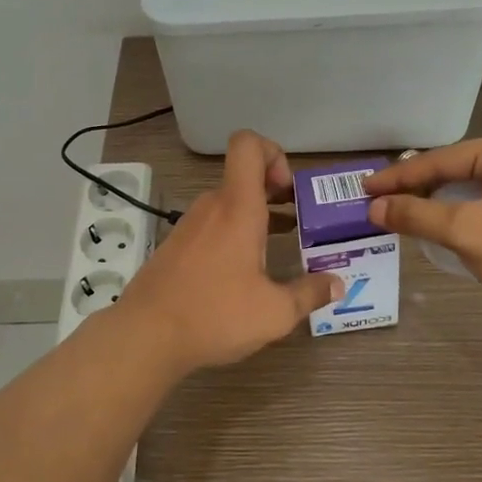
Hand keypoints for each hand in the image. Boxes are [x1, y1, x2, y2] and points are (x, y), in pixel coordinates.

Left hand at [115, 130, 341, 372]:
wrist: (144, 336)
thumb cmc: (214, 315)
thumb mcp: (274, 312)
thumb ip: (309, 294)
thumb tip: (337, 283)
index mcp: (238, 208)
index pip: (247, 145)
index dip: (273, 152)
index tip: (288, 191)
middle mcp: (212, 207)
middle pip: (243, 176)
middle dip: (275, 191)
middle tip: (299, 221)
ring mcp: (190, 225)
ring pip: (229, 203)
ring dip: (256, 216)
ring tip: (280, 247)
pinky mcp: (177, 246)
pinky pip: (213, 225)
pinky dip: (234, 235)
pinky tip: (245, 272)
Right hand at [364, 132, 481, 323]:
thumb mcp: (466, 231)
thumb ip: (417, 214)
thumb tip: (375, 208)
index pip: (440, 159)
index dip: (399, 177)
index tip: (364, 189)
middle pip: (454, 171)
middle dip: (416, 188)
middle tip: (378, 201)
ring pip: (469, 190)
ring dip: (435, 203)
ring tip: (399, 213)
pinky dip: (457, 215)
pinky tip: (438, 228)